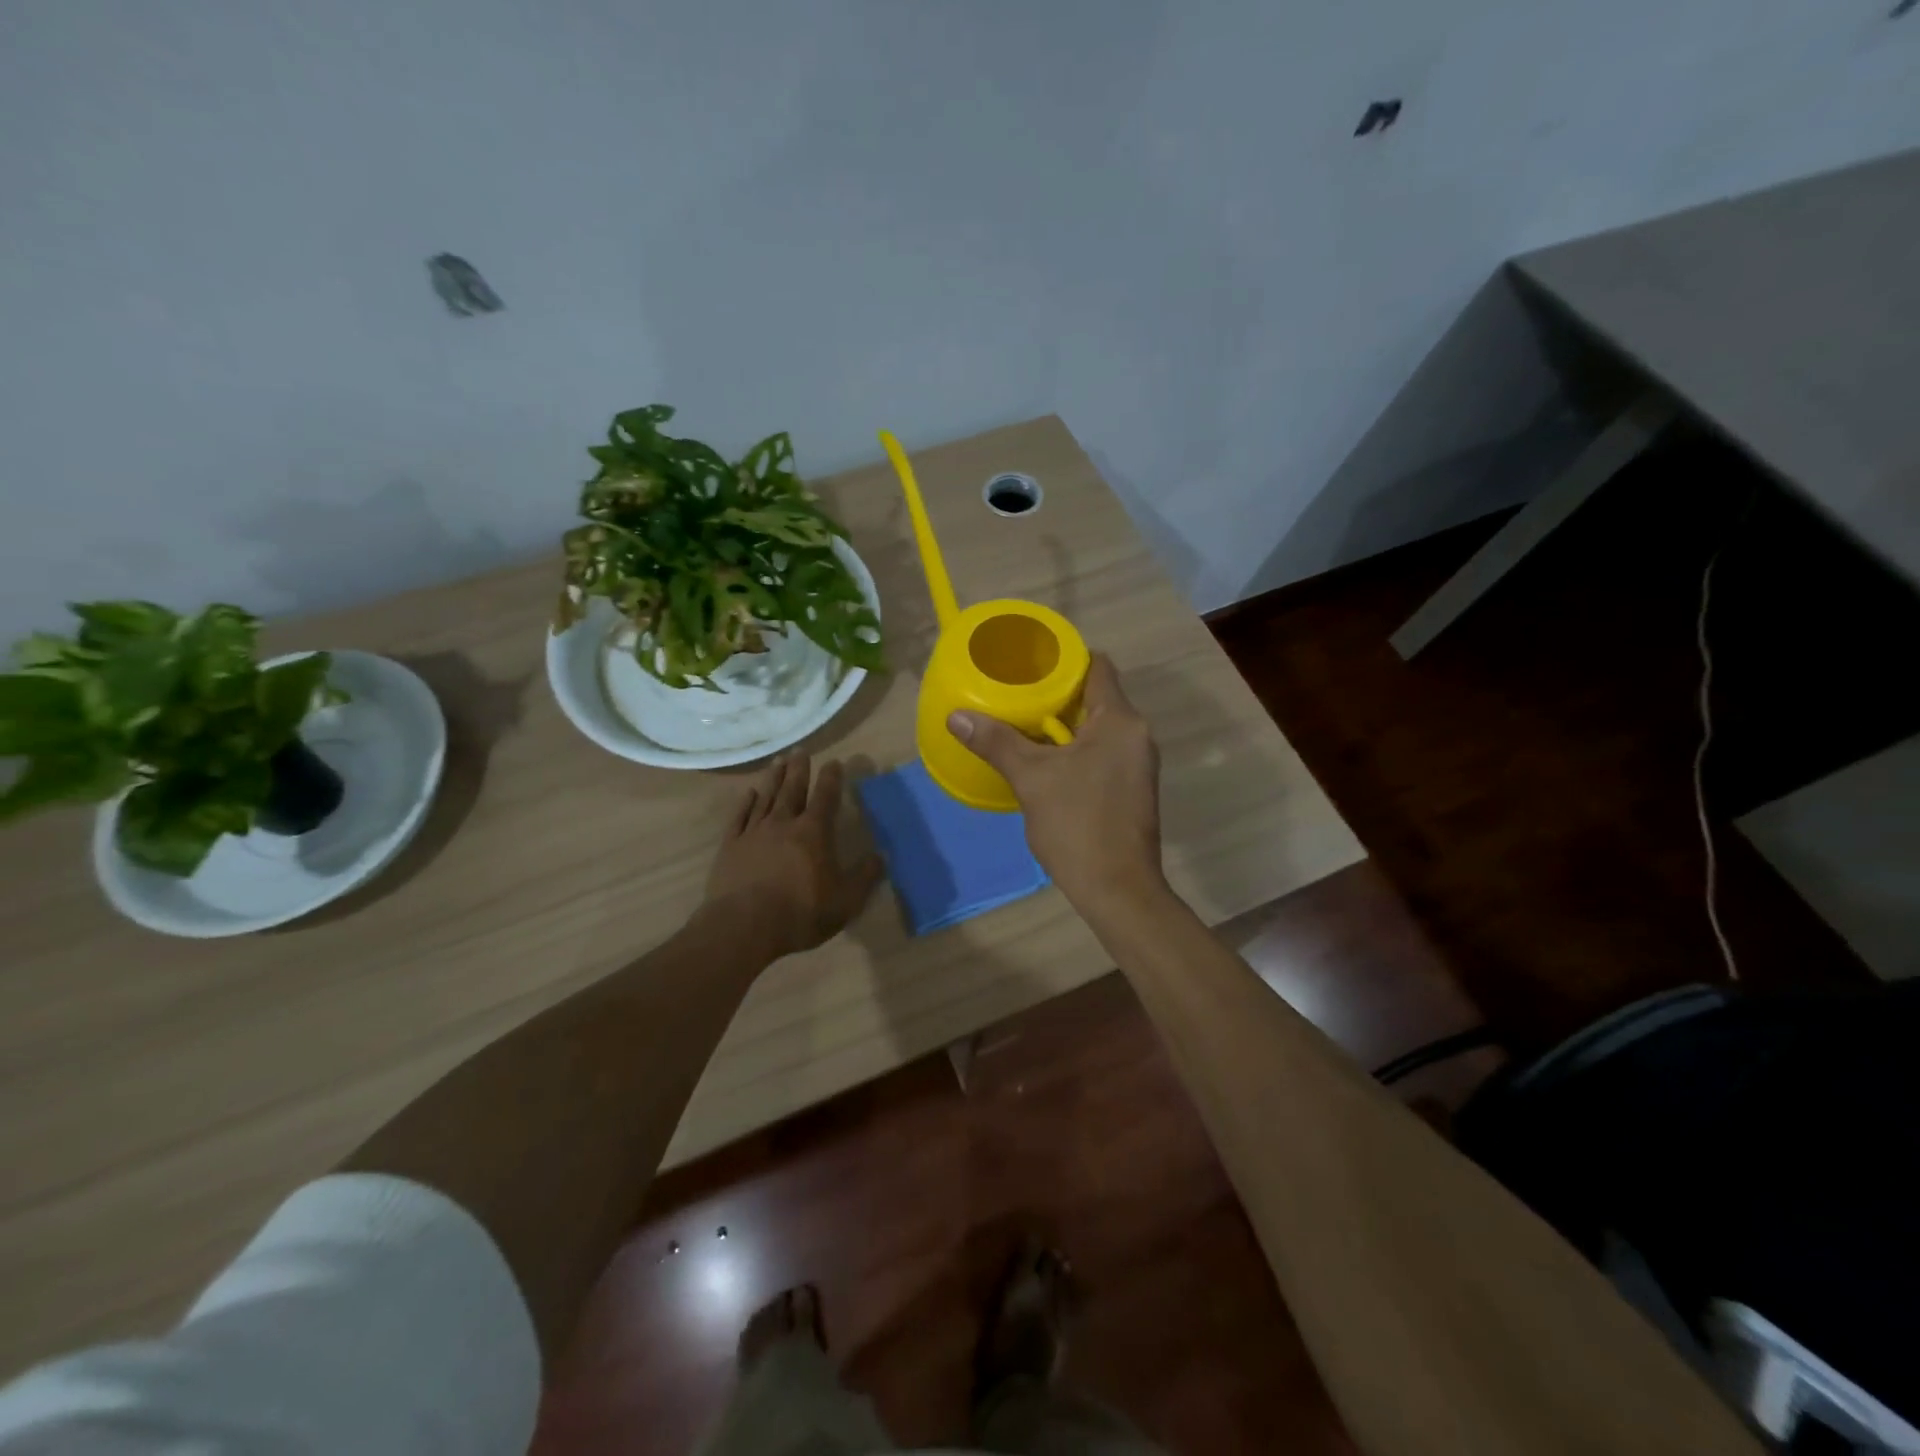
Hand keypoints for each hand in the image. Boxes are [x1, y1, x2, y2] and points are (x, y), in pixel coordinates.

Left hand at [703, 752, 882, 962]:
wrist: (743, 927)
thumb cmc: (800, 913)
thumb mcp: (845, 901)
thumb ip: (865, 877)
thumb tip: (882, 856)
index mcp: (813, 832)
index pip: (826, 797)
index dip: (832, 778)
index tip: (835, 762)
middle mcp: (783, 823)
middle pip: (792, 789)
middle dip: (799, 769)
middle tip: (801, 750)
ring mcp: (753, 833)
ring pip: (765, 797)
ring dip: (773, 778)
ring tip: (778, 760)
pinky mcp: (730, 847)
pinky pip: (739, 817)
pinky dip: (745, 803)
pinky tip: (749, 793)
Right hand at [948, 654, 1164, 913]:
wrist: (1118, 890)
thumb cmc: (1077, 825)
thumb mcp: (1031, 778)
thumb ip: (996, 742)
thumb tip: (956, 716)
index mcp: (1120, 721)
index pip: (1097, 667)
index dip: (1064, 658)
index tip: (1030, 661)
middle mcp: (1137, 734)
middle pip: (1096, 696)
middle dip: (1057, 694)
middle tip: (1016, 692)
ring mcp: (1138, 763)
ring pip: (1098, 728)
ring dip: (1064, 724)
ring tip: (1022, 723)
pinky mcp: (1132, 788)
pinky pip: (1102, 752)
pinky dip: (1075, 749)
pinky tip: (1045, 761)